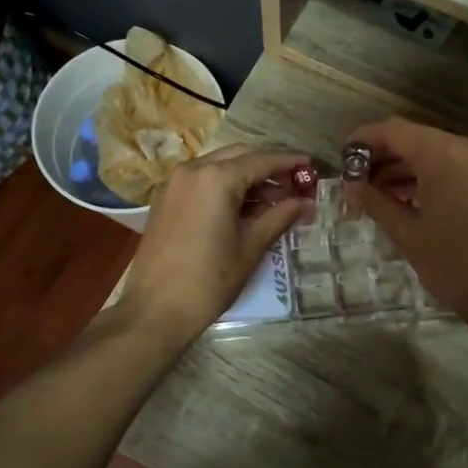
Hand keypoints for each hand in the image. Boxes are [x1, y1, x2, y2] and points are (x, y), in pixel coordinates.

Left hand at [121, 145, 312, 339]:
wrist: (155, 310)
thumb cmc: (209, 279)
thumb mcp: (251, 246)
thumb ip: (280, 217)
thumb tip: (306, 203)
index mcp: (216, 177)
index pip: (262, 160)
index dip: (290, 163)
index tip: (312, 166)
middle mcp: (193, 170)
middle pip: (240, 157)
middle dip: (268, 168)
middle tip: (295, 186)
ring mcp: (175, 183)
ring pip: (220, 167)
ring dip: (247, 178)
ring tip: (275, 201)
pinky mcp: (165, 200)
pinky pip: (202, 181)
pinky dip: (226, 187)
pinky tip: (245, 208)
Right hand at [342, 118, 467, 328]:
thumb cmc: (454, 265)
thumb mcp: (407, 234)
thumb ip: (376, 202)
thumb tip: (351, 187)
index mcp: (444, 156)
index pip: (394, 131)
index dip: (364, 139)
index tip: (343, 157)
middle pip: (415, 137)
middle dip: (383, 155)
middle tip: (357, 180)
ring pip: (435, 150)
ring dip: (405, 166)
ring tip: (377, 193)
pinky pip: (454, 165)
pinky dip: (429, 175)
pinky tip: (408, 198)